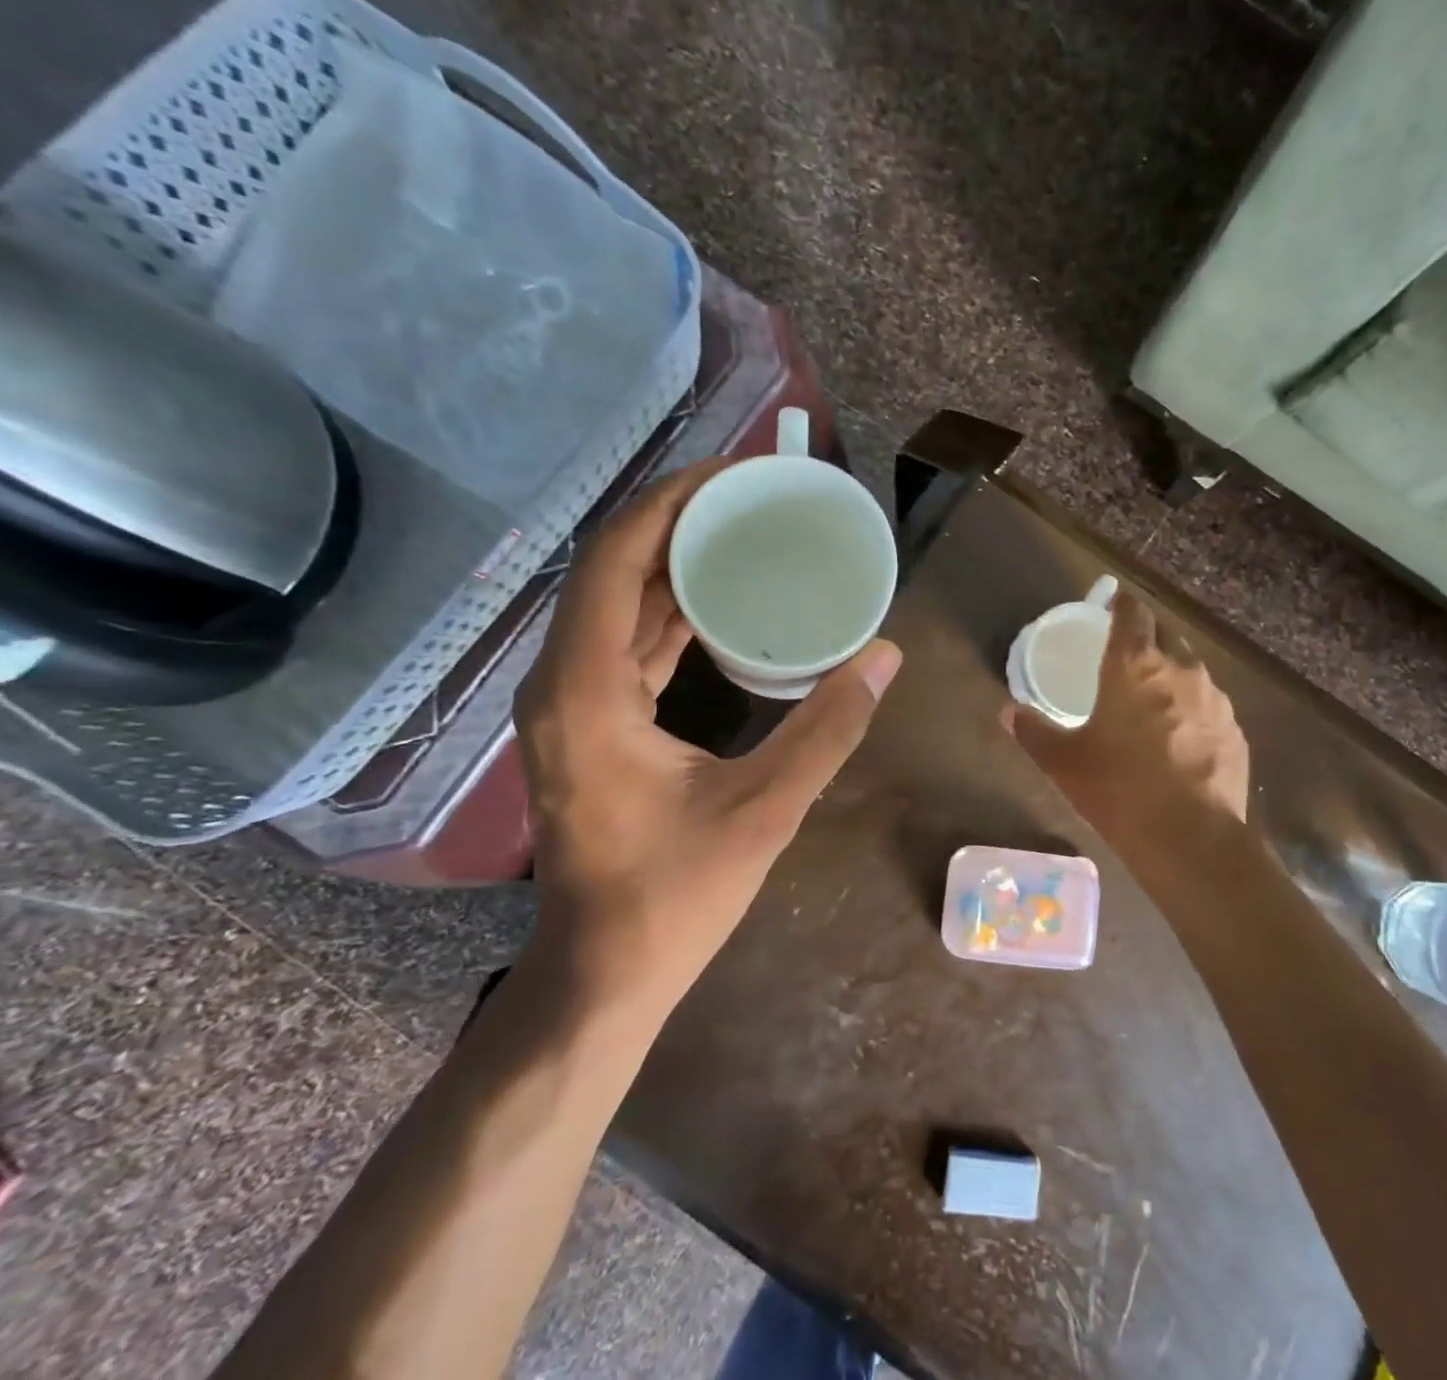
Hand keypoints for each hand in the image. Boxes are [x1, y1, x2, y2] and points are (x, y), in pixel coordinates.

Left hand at [514, 460, 901, 1011]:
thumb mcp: (764, 810)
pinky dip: (667, 608)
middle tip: (752, 493)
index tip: (737, 473)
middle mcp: (562, 681)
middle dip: (678, 519)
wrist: (603, 974)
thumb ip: (827, 729)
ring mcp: (569, 702)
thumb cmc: (672, 897)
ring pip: (616, 603)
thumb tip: (885, 656)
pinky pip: (623, 640)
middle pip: (612, 567)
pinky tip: (718, 599)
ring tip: (741, 529)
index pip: (616, 558)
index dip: (673, 501)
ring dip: (672, 561)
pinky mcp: (587, 722)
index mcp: (585, 689)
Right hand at [1004, 589, 1248, 846]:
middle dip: (1146, 635)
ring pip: (1191, 667)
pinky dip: (1192, 706)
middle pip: (1165, 633)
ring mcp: (1214, 698)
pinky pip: (1209, 702)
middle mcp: (1180, 668)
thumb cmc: (1118, 789)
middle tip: (1125, 653)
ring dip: (1171, 671)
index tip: (1111, 604)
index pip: (1133, 611)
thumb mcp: (1064, 762)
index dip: (1121, 602)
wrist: (1191, 839)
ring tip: (1152, 696)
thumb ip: (1033, 731)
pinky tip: (1179, 736)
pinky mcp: (1235, 729)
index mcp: (1135, 664)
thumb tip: (1006, 712)